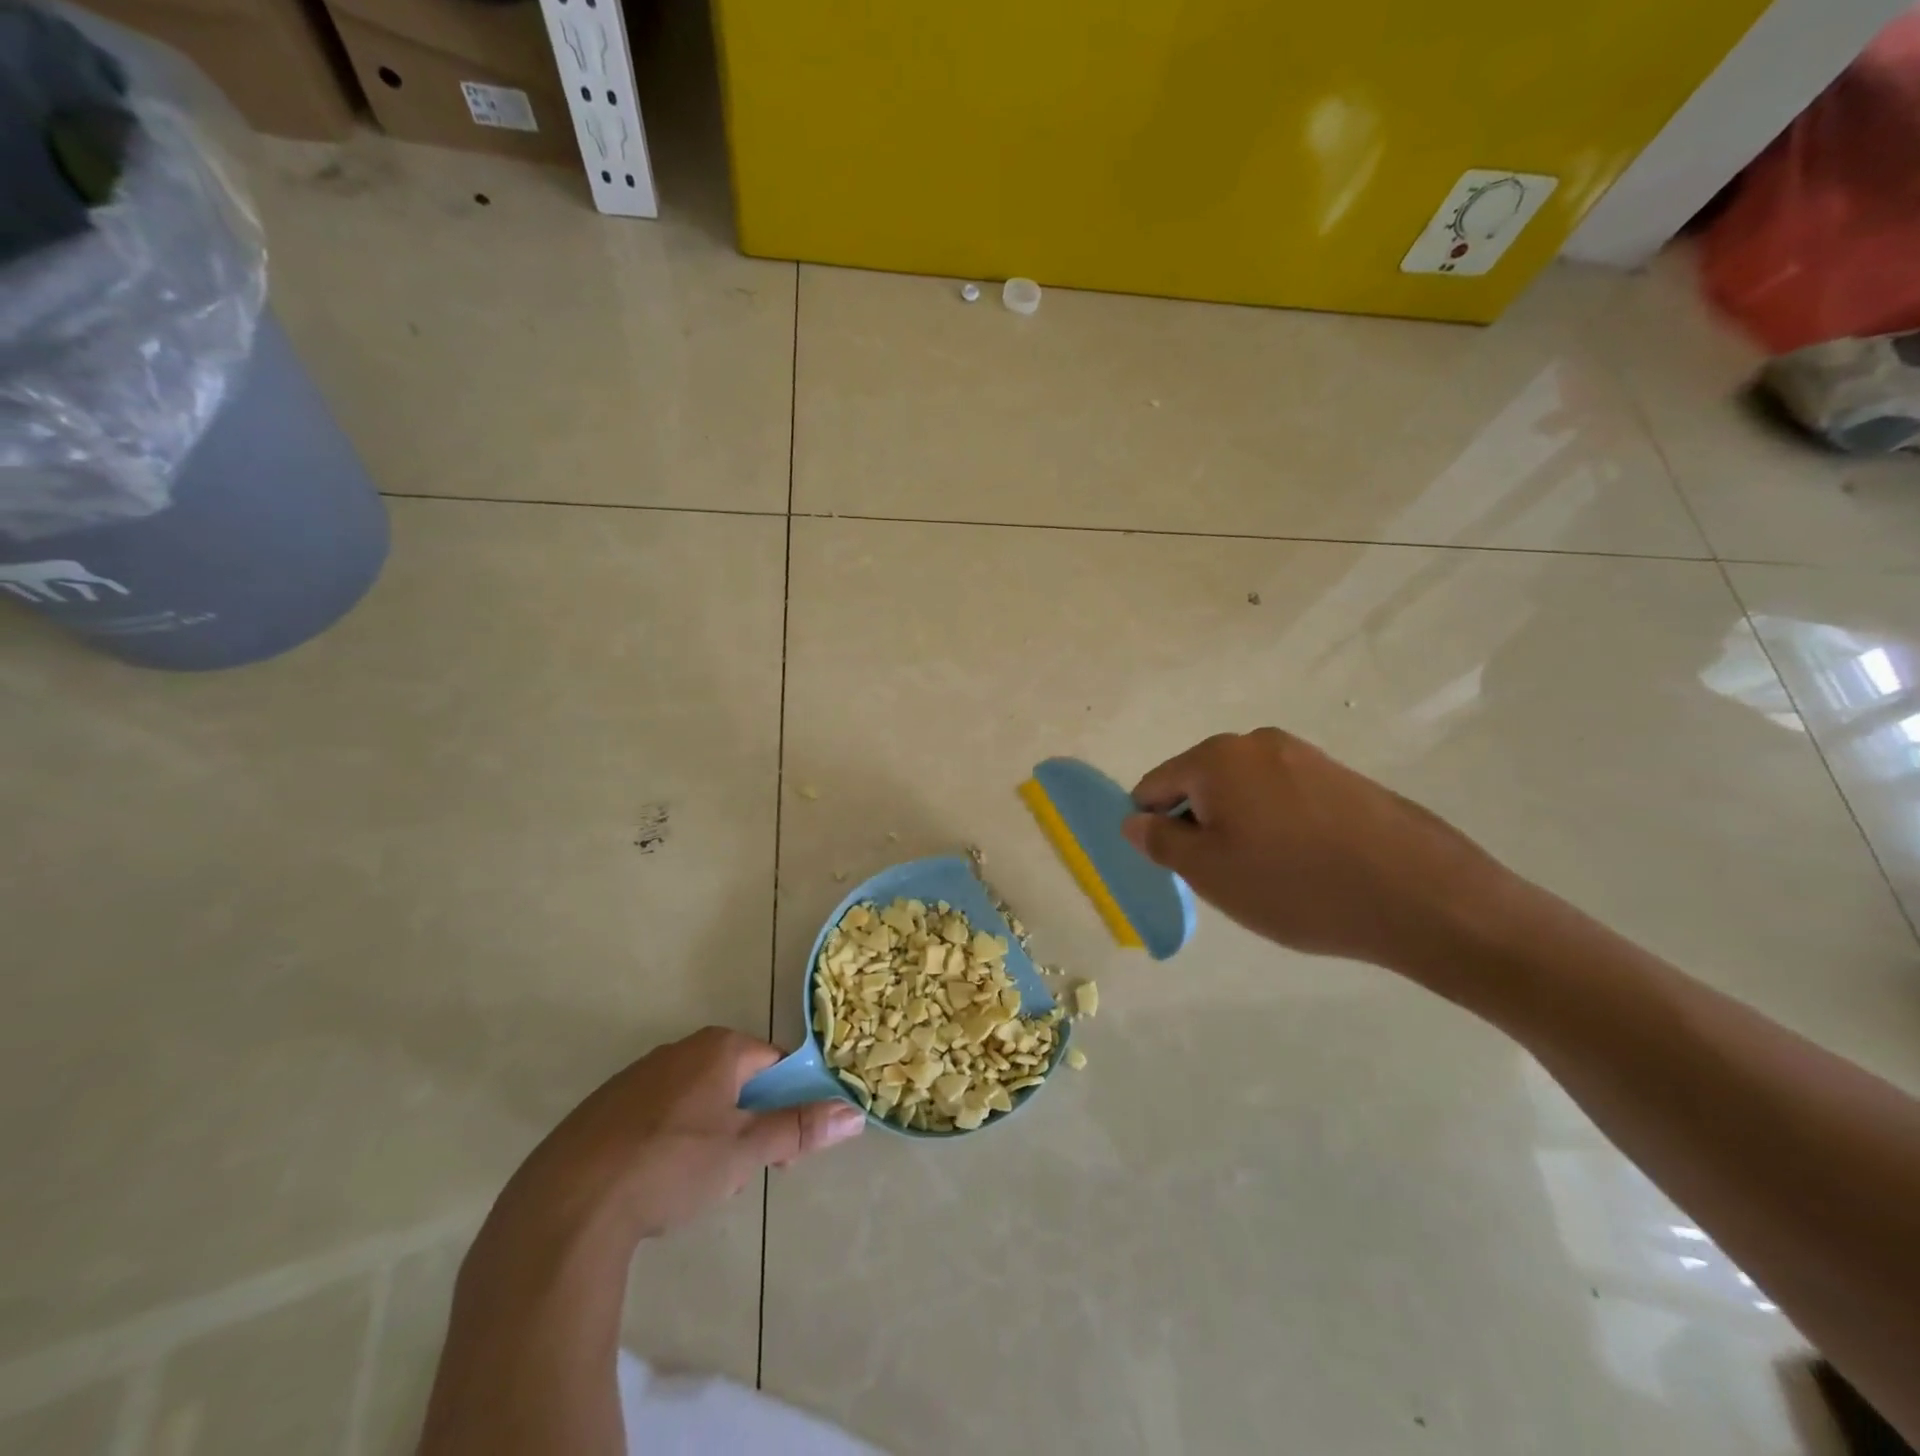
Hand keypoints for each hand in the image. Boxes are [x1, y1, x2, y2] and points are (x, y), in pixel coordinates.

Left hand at [499, 1026, 864, 1242]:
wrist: (566, 1206)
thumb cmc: (671, 1167)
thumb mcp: (744, 1153)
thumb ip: (798, 1129)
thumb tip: (855, 1113)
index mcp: (719, 1048)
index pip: (775, 1064)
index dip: (787, 1105)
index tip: (782, 1152)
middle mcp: (681, 1049)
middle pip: (737, 1080)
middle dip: (747, 1124)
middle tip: (739, 1173)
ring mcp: (638, 1075)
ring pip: (697, 1100)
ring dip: (711, 1135)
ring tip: (695, 1187)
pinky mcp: (605, 1106)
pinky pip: (658, 1115)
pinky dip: (669, 1141)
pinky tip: (653, 1184)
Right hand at [1124, 729, 1509, 976]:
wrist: (1420, 895)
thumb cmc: (1294, 885)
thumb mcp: (1209, 873)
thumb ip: (1160, 842)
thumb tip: (1134, 821)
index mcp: (1215, 758)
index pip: (1155, 786)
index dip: (1152, 827)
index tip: (1176, 867)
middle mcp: (1256, 742)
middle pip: (1200, 784)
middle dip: (1199, 826)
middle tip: (1224, 876)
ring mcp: (1304, 755)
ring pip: (1243, 791)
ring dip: (1239, 827)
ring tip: (1269, 875)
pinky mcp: (1341, 776)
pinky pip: (1283, 797)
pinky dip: (1277, 826)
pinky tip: (1304, 864)